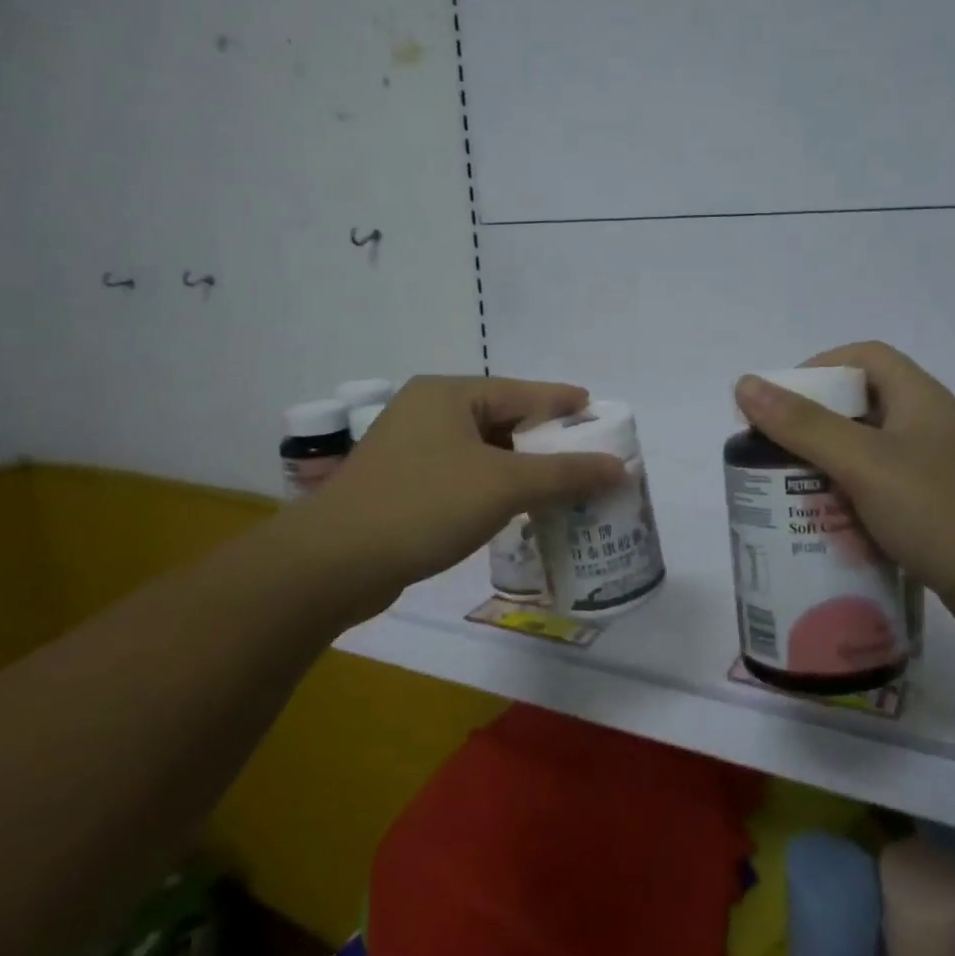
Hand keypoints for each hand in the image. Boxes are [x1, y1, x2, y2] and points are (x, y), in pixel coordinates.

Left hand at [297, 375, 625, 619]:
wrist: (334, 564)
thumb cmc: (424, 506)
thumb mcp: (504, 486)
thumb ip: (565, 474)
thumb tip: (620, 468)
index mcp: (448, 394)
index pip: (521, 391)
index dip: (563, 402)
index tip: (597, 413)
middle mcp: (427, 411)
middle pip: (502, 419)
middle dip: (544, 439)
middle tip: (586, 455)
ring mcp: (410, 448)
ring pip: (482, 450)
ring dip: (520, 467)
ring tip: (561, 483)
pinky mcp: (402, 484)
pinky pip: (463, 474)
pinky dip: (493, 485)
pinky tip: (516, 506)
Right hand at [734, 342, 954, 650]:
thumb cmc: (947, 512)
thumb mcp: (865, 463)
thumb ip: (803, 426)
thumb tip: (746, 384)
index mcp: (917, 401)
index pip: (864, 358)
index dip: (819, 369)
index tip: (780, 403)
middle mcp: (927, 430)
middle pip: (859, 411)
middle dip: (811, 430)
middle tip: (770, 458)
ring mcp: (934, 477)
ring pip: (867, 461)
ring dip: (827, 475)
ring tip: (785, 499)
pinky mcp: (936, 519)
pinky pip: (881, 502)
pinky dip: (850, 511)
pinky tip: (825, 536)